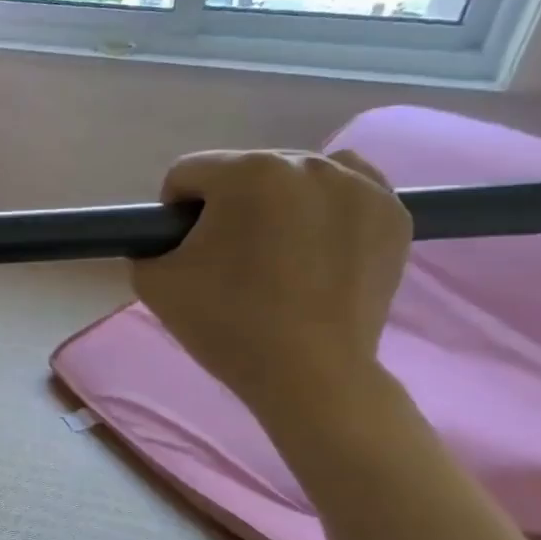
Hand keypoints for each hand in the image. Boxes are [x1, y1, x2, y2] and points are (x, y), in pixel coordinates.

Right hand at [130, 150, 410, 421]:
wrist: (309, 376)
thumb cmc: (226, 324)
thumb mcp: (154, 281)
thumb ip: (146, 243)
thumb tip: (164, 236)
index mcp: (247, 172)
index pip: (188, 173)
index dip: (174, 213)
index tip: (185, 251)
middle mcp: (307, 163)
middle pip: (243, 171)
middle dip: (228, 207)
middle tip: (229, 260)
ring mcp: (360, 186)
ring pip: (294, 178)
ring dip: (275, 204)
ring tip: (275, 255)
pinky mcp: (394, 213)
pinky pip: (346, 191)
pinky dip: (325, 210)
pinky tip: (316, 247)